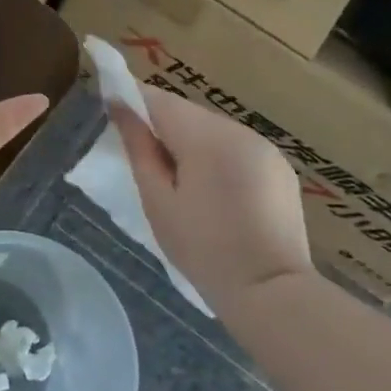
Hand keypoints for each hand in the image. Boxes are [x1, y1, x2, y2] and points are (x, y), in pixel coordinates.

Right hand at [109, 89, 312, 301]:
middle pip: (187, 113)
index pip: (159, 100)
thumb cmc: (202, 249)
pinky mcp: (279, 167)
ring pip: (212, 129)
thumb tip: (120, 109)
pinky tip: (212, 190)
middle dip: (161, 125)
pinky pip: (236, 147)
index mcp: (206, 137)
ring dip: (190, 141)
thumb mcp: (158, 201)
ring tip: (177, 178)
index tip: (110, 109)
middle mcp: (239, 131)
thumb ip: (139, 149)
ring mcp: (265, 147)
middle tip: (141, 156)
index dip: (132, 100)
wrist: (271, 291)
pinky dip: (217, 156)